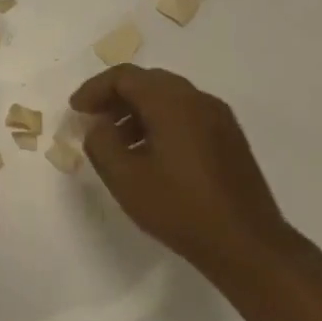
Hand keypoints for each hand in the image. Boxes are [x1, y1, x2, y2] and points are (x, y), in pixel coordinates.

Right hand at [69, 66, 292, 278]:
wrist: (246, 243)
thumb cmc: (180, 208)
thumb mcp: (125, 179)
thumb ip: (100, 143)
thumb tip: (97, 126)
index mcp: (172, 102)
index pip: (125, 77)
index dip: (95, 89)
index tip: (75, 110)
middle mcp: (198, 99)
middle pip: (148, 82)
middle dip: (115, 97)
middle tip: (93, 120)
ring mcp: (219, 118)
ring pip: (169, 98)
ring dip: (137, 111)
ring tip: (117, 143)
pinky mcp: (229, 138)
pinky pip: (186, 115)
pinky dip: (161, 123)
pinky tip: (150, 155)